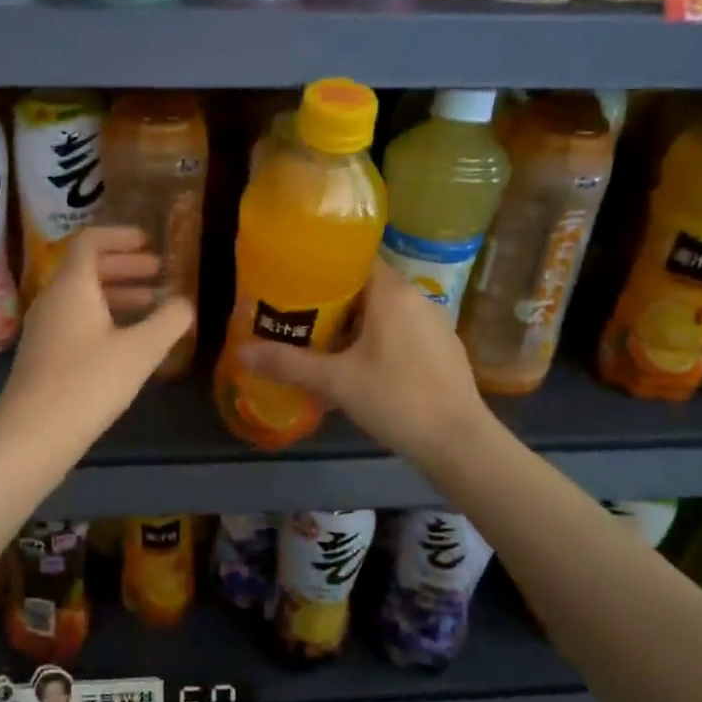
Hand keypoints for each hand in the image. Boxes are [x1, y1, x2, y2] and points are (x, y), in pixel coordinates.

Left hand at [0, 226, 193, 454]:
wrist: (33, 434)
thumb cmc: (88, 383)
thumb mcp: (140, 351)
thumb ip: (168, 321)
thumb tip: (185, 303)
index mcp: (72, 286)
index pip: (89, 241)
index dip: (120, 237)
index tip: (149, 242)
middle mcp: (52, 299)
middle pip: (86, 268)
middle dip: (125, 266)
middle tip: (158, 272)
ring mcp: (43, 327)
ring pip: (82, 296)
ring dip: (117, 293)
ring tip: (152, 305)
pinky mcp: (43, 354)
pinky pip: (75, 319)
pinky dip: (103, 317)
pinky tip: (126, 341)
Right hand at [236, 260, 489, 463]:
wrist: (460, 443)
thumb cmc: (396, 399)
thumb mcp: (335, 382)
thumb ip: (287, 364)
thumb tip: (240, 352)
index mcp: (391, 292)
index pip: (354, 257)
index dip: (322, 264)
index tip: (292, 277)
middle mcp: (415, 298)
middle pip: (365, 284)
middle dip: (330, 298)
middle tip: (295, 313)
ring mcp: (434, 323)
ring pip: (383, 310)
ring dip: (353, 321)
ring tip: (319, 338)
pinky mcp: (442, 348)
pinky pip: (400, 330)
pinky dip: (376, 337)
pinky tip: (357, 364)